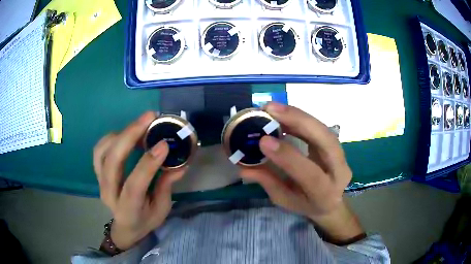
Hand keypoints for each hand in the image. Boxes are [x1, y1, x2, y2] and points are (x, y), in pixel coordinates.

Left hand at [93, 112, 185, 249]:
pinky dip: (111, 137)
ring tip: (139, 125)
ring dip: (120, 134)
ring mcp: (100, 182)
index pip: (134, 185)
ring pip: (102, 152)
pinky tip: (125, 133)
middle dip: (129, 136)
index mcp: (128, 209)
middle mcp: (109, 194)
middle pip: (112, 162)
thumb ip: (166, 186)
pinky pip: (98, 150)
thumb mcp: (161, 209)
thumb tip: (180, 164)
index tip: (164, 144)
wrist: (125, 227)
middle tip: (148, 118)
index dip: (148, 163)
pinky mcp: (98, 173)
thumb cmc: (145, 220)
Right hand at [240, 102, 363, 242]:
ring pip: (324, 129)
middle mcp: (340, 172)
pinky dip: (300, 118)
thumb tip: (242, 167)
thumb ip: (267, 182)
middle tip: (270, 109)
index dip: (288, 156)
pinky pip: (319, 127)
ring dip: (298, 115)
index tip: (264, 140)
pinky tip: (283, 113)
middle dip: (299, 121)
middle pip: (327, 142)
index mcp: (325, 194)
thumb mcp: (284, 200)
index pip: (311, 175)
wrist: (330, 202)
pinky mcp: (337, 144)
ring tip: (273, 108)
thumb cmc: (306, 205)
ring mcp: (342, 156)